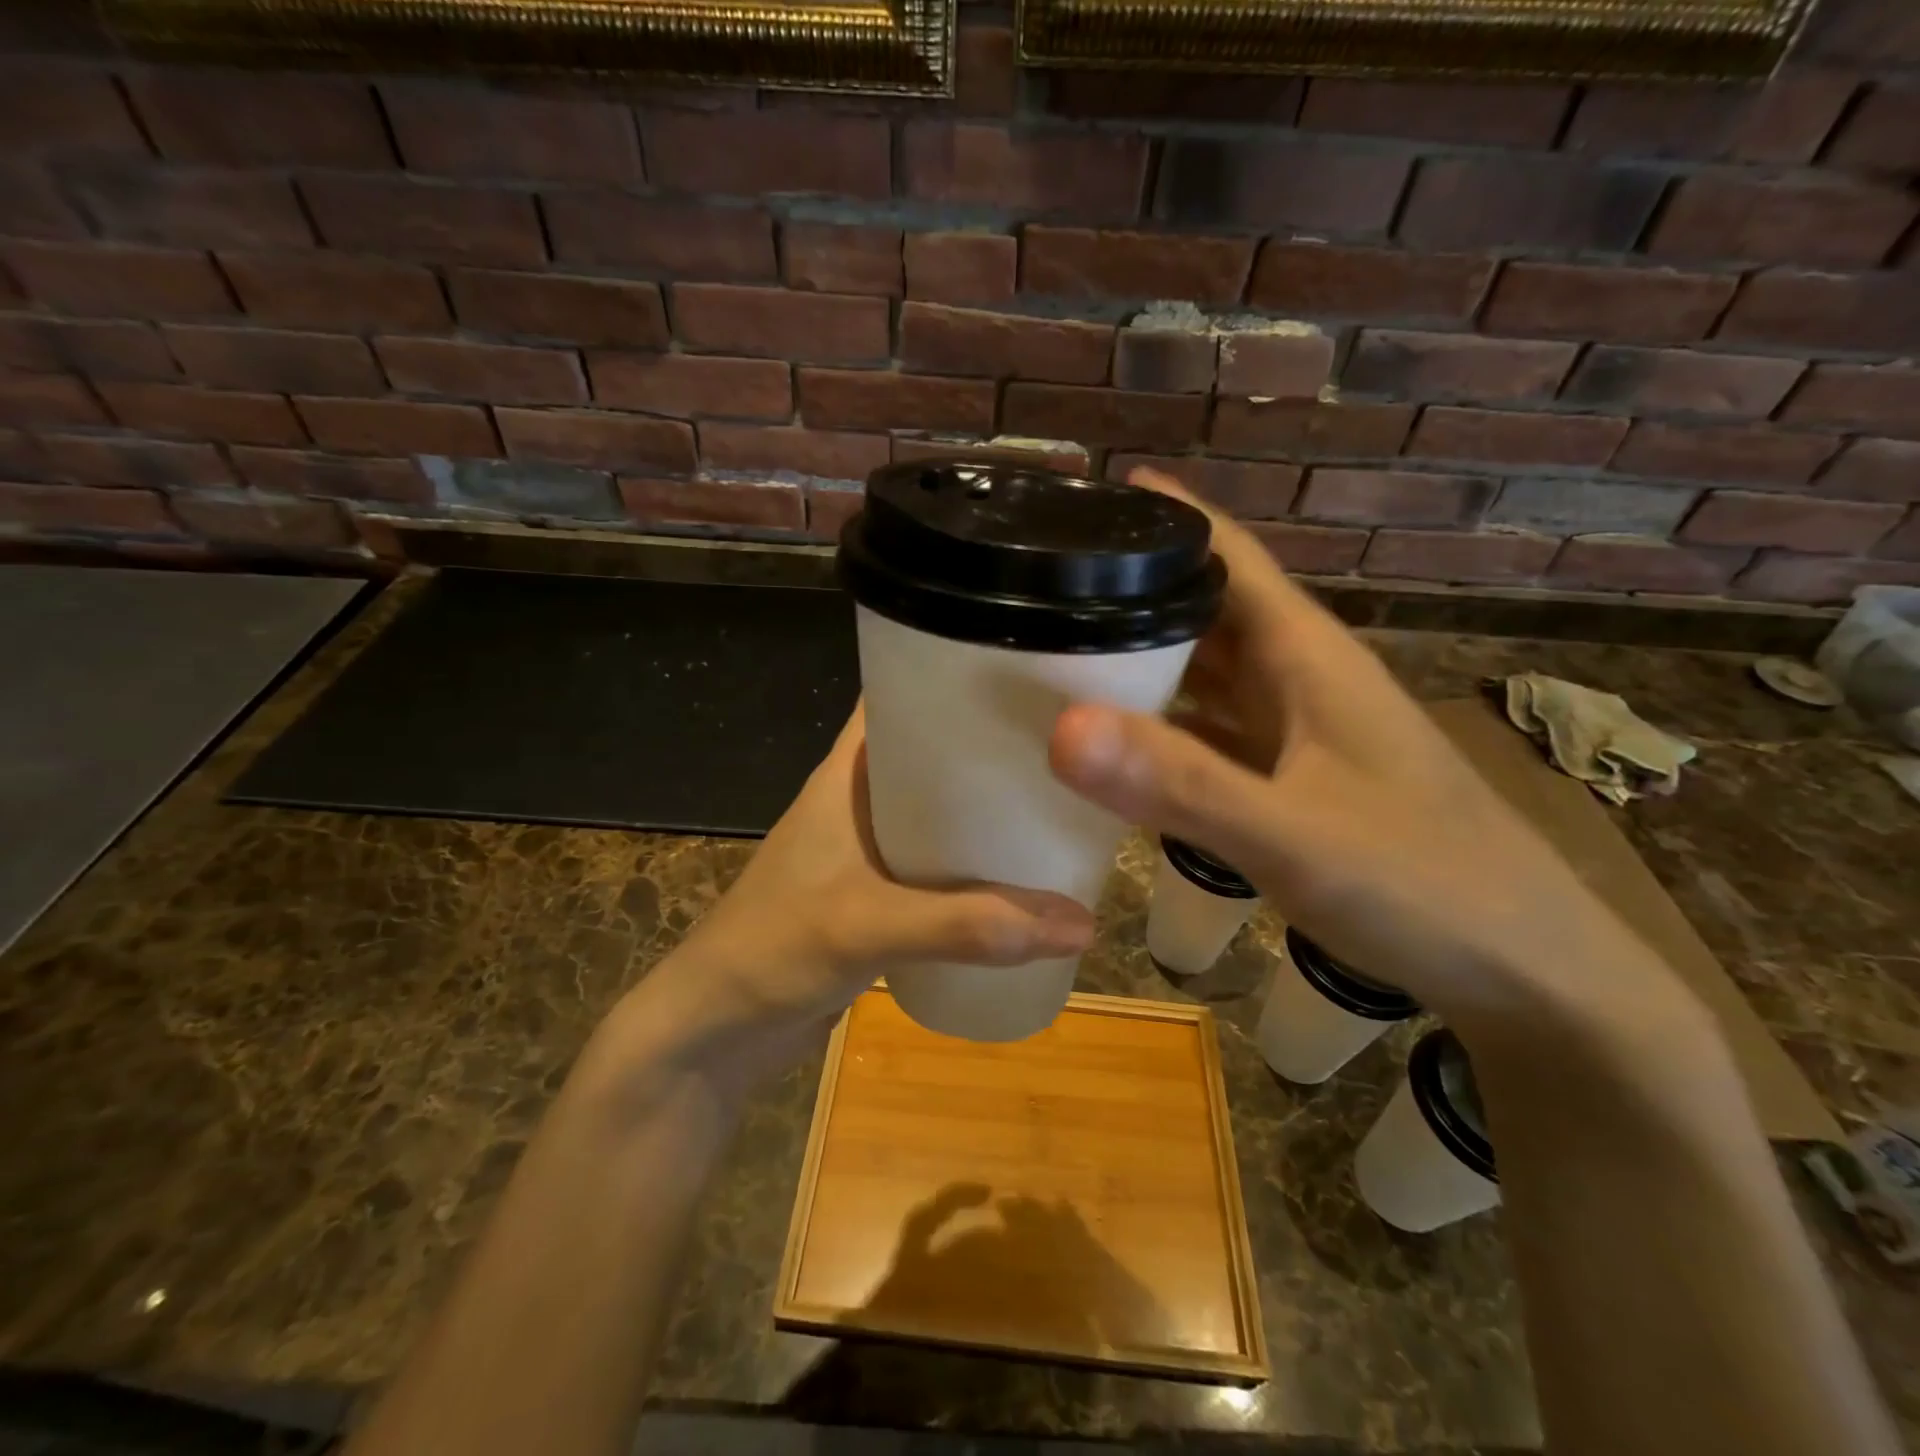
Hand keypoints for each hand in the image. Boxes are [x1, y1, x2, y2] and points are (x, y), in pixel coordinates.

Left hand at [613, 706, 1095, 1099]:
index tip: (1023, 674)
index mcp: (846, 776)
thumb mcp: (869, 925)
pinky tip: (1021, 877)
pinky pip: (937, 866)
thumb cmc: (773, 950)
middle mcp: (859, 802)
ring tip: (1058, 804)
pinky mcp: (876, 898)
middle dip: (990, 751)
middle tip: (1065, 747)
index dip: (953, 679)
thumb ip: (970, 925)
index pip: (899, 699)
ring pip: (939, 814)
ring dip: (986, 813)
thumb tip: (1081, 922)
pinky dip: (974, 866)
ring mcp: (867, 852)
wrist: (715, 1032)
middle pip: (933, 756)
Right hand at [1047, 468, 1701, 1053]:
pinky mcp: (1292, 779)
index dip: (1164, 517)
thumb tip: (1061, 729)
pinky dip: (1160, 725)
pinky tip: (1113, 738)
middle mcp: (1300, 679)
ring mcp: (1297, 732)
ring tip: (1055, 650)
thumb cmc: (1425, 886)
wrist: (1527, 973)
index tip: (1084, 498)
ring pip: (1205, 672)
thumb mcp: (1293, 834)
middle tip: (1040, 586)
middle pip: (1206, 610)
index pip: (1230, 555)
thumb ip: (1180, 784)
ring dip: (1141, 658)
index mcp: (1308, 656)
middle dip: (1131, 589)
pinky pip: (1209, 732)